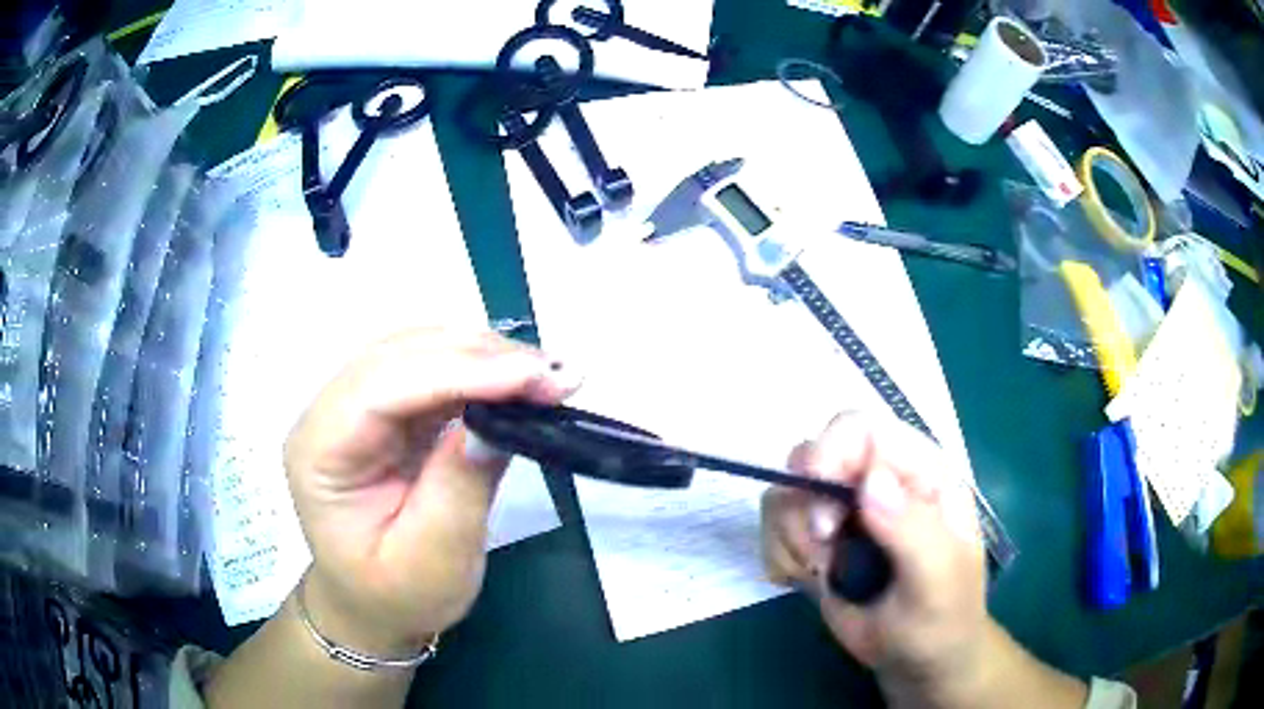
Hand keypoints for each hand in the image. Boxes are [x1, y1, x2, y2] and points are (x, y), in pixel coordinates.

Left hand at [283, 329, 579, 656]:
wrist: (377, 606)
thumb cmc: (397, 595)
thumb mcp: (432, 562)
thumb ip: (458, 489)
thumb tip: (495, 422)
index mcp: (319, 452)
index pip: (381, 388)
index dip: (456, 371)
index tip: (531, 377)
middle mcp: (329, 414)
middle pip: (399, 355)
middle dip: (480, 356)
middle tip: (553, 375)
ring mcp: (357, 407)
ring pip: (418, 351)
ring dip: (485, 355)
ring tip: (546, 376)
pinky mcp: (389, 411)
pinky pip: (433, 371)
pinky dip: (480, 369)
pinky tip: (517, 380)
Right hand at [761, 412, 990, 702]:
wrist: (917, 659)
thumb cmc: (942, 619)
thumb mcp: (938, 580)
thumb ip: (913, 530)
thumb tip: (871, 480)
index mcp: (917, 472)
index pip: (861, 429)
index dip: (830, 456)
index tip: (822, 519)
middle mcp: (876, 480)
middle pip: (810, 455)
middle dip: (806, 509)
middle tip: (824, 553)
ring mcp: (842, 509)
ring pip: (785, 494)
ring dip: (792, 540)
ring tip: (824, 574)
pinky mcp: (814, 539)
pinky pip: (772, 527)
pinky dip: (780, 557)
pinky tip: (808, 581)